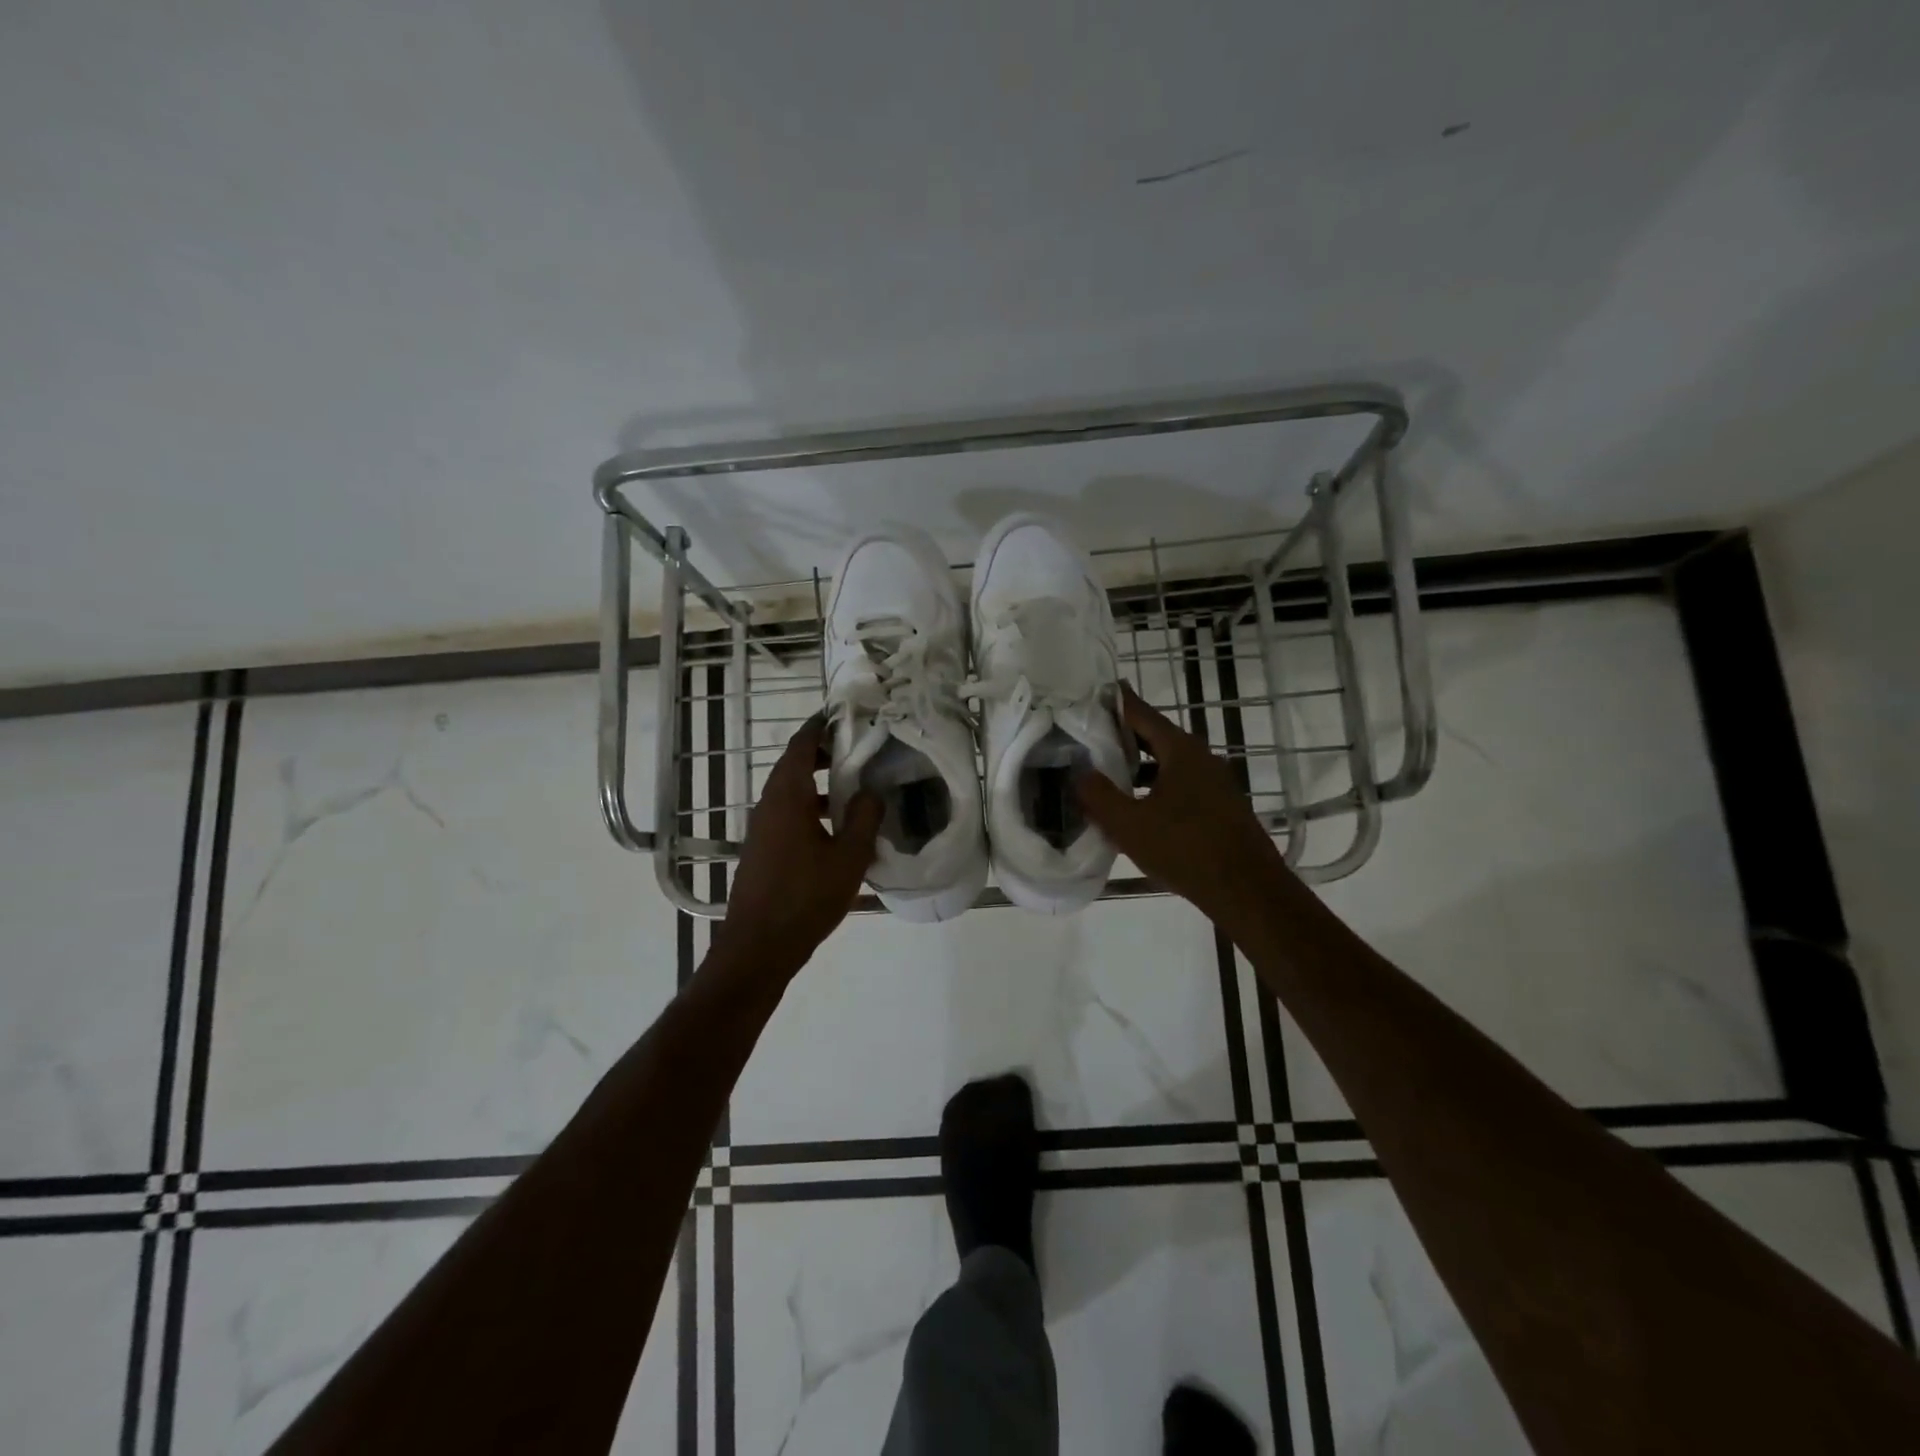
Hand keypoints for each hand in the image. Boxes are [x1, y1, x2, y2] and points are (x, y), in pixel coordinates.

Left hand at [710, 714, 881, 977]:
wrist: (758, 947)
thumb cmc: (806, 897)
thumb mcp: (849, 857)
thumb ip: (865, 817)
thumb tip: (872, 790)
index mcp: (788, 797)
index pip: (801, 746)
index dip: (820, 727)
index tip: (842, 714)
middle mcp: (769, 804)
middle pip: (794, 765)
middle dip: (823, 753)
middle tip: (858, 748)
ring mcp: (762, 828)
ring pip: (791, 791)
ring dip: (819, 782)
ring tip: (855, 785)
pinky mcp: (763, 849)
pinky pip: (788, 813)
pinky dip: (811, 806)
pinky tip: (836, 827)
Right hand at [1076, 682, 1294, 935]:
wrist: (1247, 890)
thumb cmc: (1185, 849)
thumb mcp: (1129, 825)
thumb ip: (1098, 796)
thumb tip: (1080, 774)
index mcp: (1180, 750)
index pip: (1140, 713)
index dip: (1114, 702)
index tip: (1089, 692)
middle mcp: (1200, 757)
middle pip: (1154, 736)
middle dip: (1120, 735)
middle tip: (1086, 735)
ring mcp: (1214, 782)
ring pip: (1167, 762)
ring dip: (1137, 765)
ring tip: (1104, 772)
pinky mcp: (1219, 806)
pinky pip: (1178, 784)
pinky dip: (1153, 785)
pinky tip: (1136, 807)